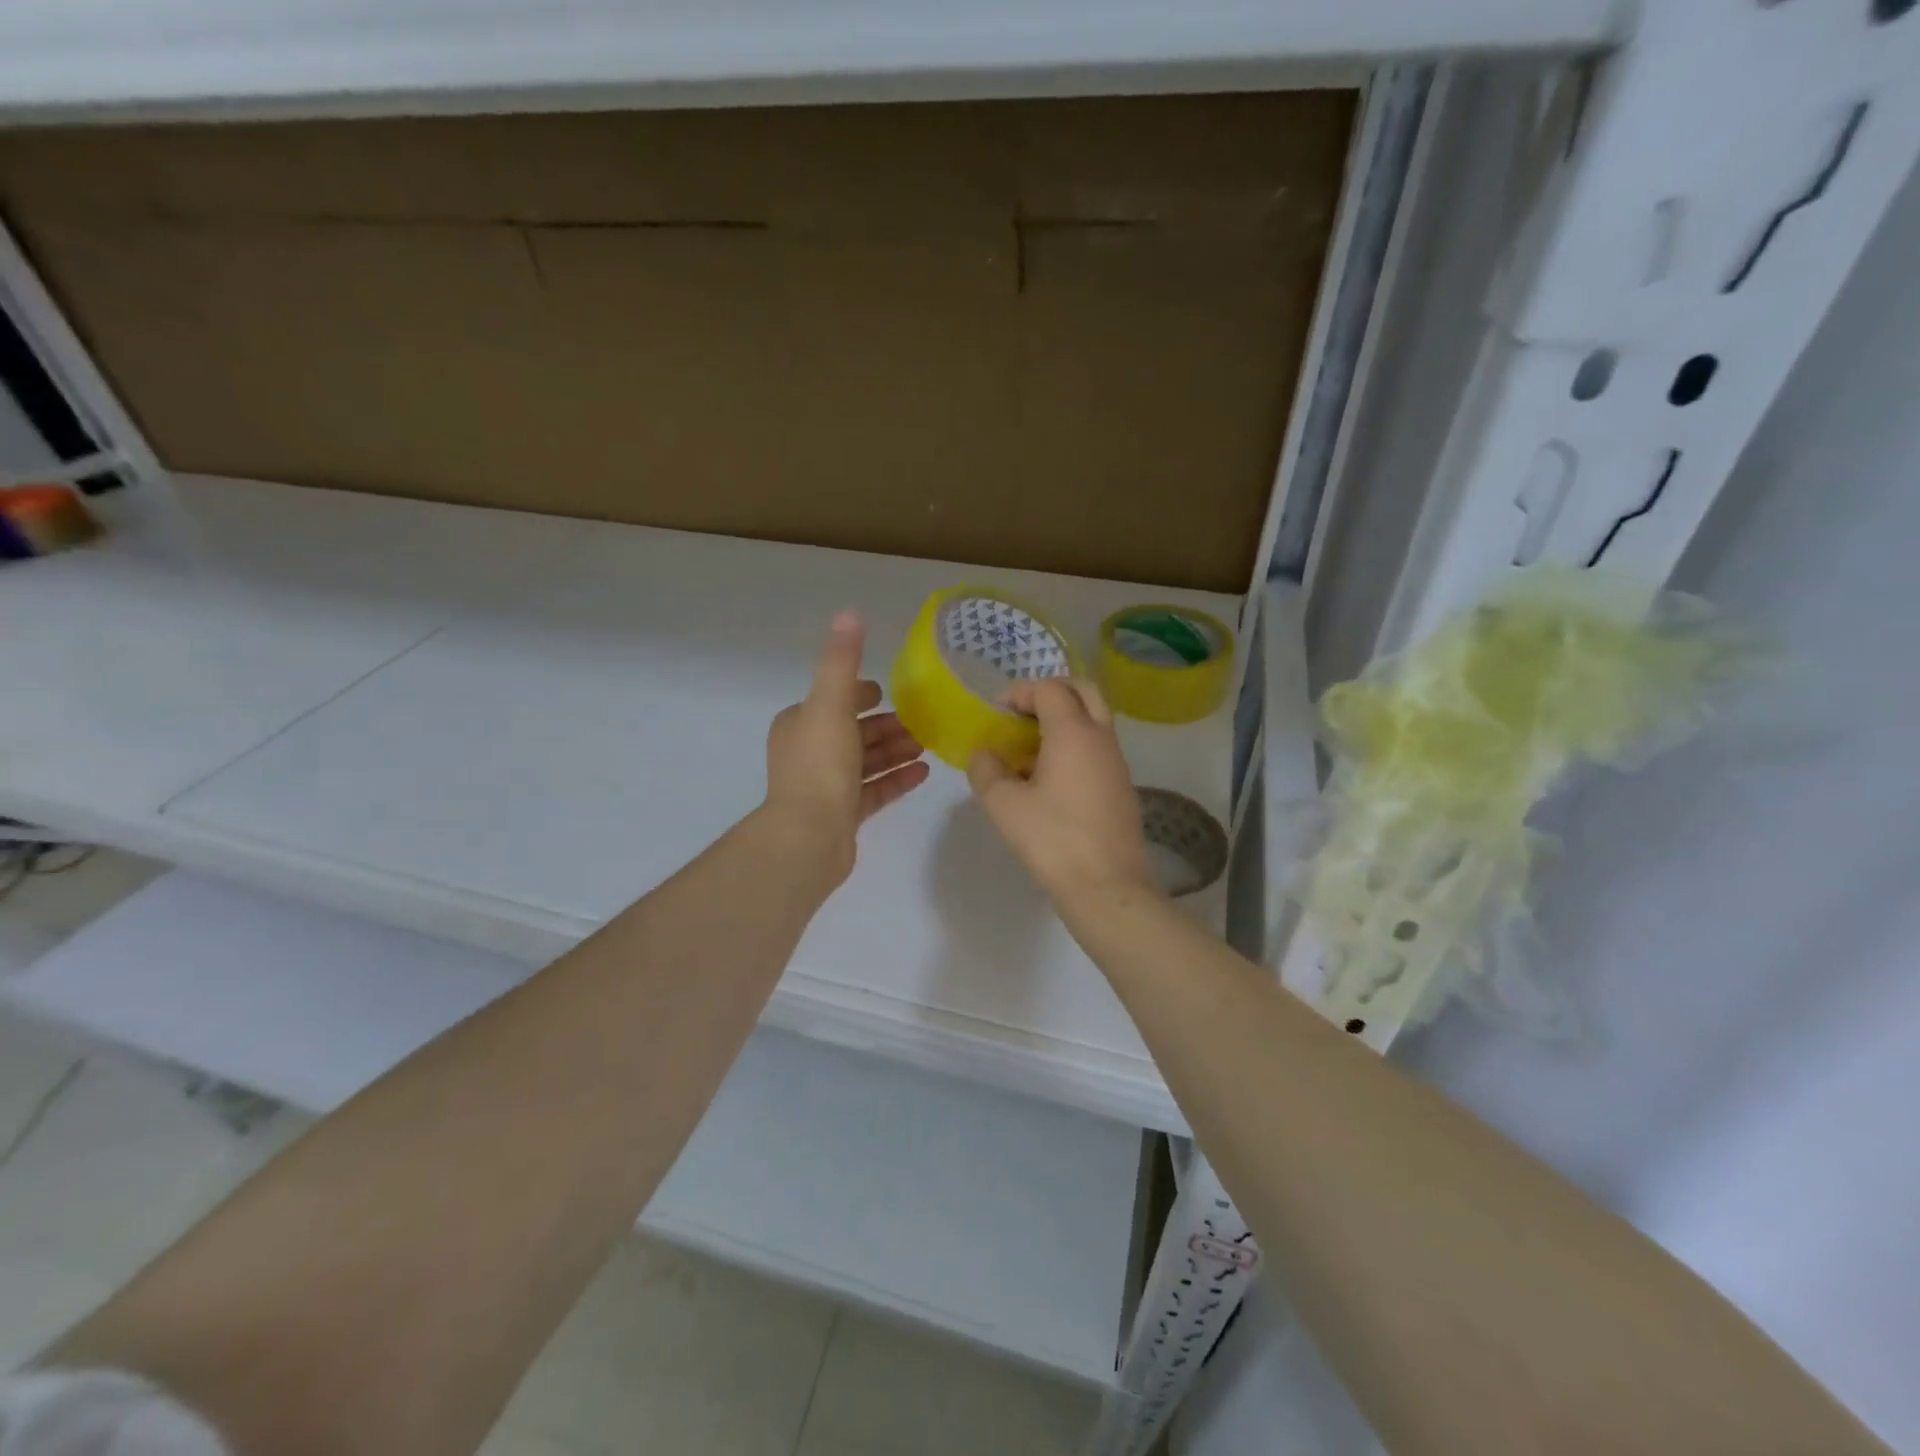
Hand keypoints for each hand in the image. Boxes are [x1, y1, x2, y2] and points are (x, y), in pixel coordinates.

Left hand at [763, 611, 930, 885]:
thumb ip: (842, 661)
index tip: (891, 693)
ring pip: (866, 762)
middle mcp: (809, 752)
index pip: (835, 699)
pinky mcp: (842, 815)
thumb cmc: (820, 765)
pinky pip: (874, 791)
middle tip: (923, 722)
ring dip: (896, 751)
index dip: (862, 693)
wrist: (808, 836)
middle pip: (854, 731)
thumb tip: (849, 613)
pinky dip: (897, 779)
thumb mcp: (830, 703)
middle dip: (887, 725)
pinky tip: (924, 773)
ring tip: (929, 745)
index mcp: (800, 723)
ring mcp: (825, 786)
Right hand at [967, 678, 1156, 905]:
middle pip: (1083, 691)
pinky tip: (1049, 778)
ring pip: (1093, 719)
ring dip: (1063, 720)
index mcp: (1073, 732)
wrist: (1107, 886)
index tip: (997, 711)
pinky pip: (1097, 747)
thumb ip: (986, 770)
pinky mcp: (1121, 786)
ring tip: (1028, 750)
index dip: (1020, 692)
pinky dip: (1074, 745)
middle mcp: (1101, 738)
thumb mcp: (1004, 805)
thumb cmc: (1052, 839)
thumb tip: (984, 755)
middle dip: (1050, 693)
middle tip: (1022, 715)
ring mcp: (1116, 762)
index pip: (1050, 689)